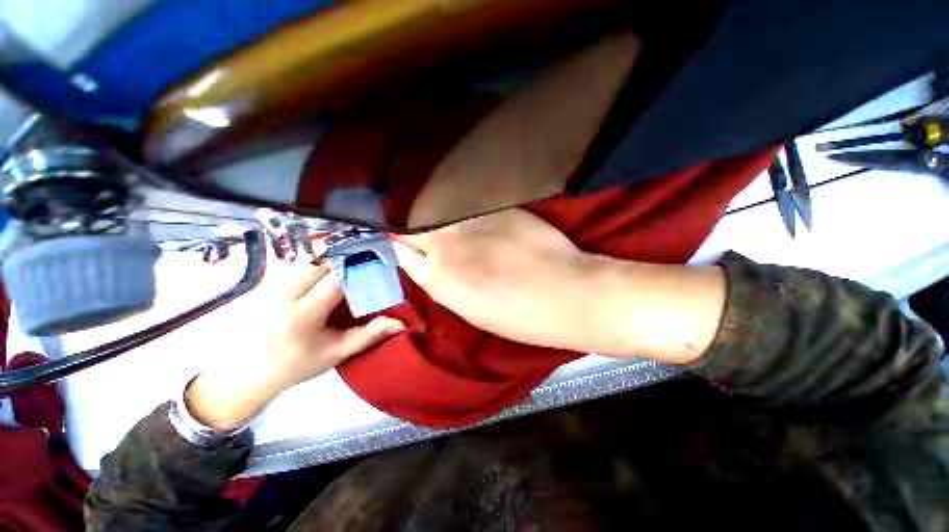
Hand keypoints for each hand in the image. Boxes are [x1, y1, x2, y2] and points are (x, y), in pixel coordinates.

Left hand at [186, 260, 404, 430]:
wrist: (245, 374)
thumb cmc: (296, 365)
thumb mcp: (336, 353)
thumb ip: (369, 336)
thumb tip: (400, 323)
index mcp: (302, 317)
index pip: (333, 281)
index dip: (354, 270)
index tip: (370, 266)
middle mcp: (279, 298)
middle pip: (315, 264)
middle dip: (338, 261)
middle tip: (355, 265)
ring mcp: (264, 289)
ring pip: (300, 261)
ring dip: (322, 261)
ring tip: (338, 266)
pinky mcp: (257, 286)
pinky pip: (287, 265)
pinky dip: (306, 264)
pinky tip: (316, 271)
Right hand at [394, 209, 608, 352]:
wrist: (567, 293)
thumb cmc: (517, 316)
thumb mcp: (469, 309)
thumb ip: (442, 281)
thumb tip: (428, 262)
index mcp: (437, 277)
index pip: (401, 248)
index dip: (402, 244)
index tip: (407, 243)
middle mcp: (448, 242)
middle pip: (414, 223)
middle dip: (415, 225)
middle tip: (425, 228)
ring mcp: (472, 220)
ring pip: (439, 208)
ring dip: (437, 212)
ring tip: (447, 219)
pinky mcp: (497, 207)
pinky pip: (469, 203)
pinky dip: (465, 207)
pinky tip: (475, 215)